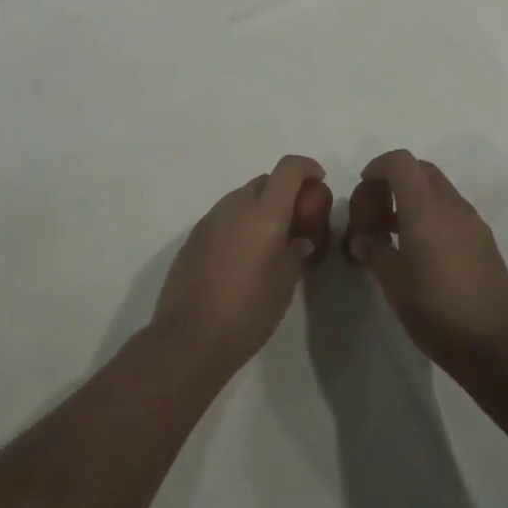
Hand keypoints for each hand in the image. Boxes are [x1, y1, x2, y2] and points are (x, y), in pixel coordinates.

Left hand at [148, 155, 333, 373]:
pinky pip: (224, 217)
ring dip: (260, 207)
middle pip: (265, 181)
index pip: (288, 168)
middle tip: (297, 220)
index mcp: (264, 213)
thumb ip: (296, 252)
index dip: (307, 167)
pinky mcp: (193, 237)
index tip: (319, 182)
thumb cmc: (247, 312)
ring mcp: (210, 219)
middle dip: (284, 191)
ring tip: (269, 242)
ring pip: (242, 197)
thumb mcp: (285, 284)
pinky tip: (242, 256)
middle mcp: (236, 206)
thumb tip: (299, 240)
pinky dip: (240, 223)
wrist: (188, 339)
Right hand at [345, 150, 507, 371]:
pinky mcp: (485, 240)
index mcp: (425, 208)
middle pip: (421, 170)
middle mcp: (451, 205)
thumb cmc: (436, 310)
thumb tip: (363, 238)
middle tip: (376, 213)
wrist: (495, 346)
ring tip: (395, 235)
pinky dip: (432, 215)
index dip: (378, 166)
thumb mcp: (393, 282)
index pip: (400, 162)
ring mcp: (473, 221)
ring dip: (414, 199)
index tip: (363, 188)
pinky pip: (453, 211)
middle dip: (394, 182)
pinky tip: (423, 252)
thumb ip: (374, 251)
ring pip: (438, 190)